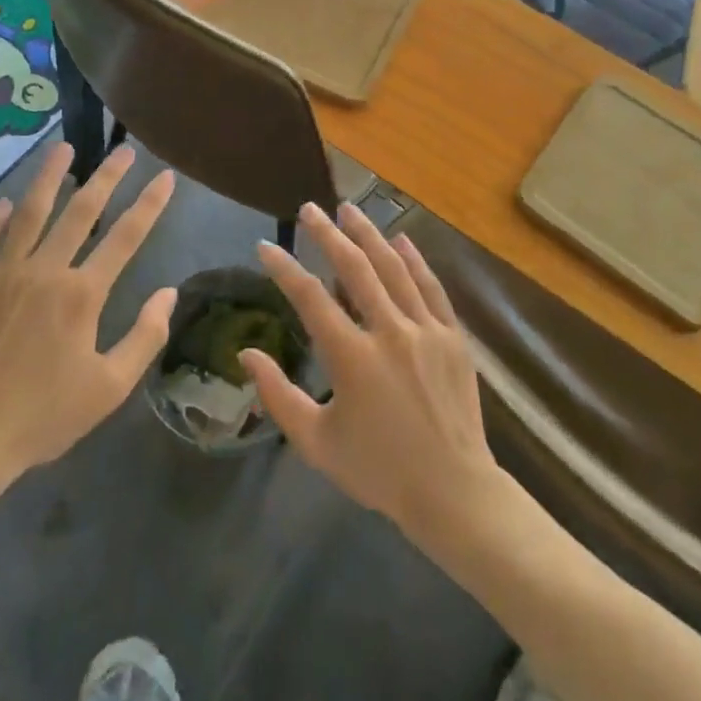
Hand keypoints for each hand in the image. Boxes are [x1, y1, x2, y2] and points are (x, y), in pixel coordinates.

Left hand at [0, 143, 176, 512]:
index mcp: (83, 293)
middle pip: (81, 210)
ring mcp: (3, 273)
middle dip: (107, 176)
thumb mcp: (109, 387)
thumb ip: (145, 336)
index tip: (166, 177)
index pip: (127, 236)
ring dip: (49, 177)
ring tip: (63, 148)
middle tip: (124, 150)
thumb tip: (168, 293)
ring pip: (30, 212)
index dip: (150, 204)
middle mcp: (45, 270)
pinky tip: (4, 204)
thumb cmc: (44, 415)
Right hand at [240, 203, 500, 542]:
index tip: (266, 246)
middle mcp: (389, 332)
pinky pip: (431, 286)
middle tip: (309, 209)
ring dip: (369, 234)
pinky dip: (415, 259)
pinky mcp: (452, 335)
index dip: (284, 268)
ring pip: (393, 268)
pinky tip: (401, 239)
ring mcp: (425, 329)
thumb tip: (247, 353)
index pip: (310, 298)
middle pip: (354, 268)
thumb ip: (277, 395)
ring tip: (349, 209)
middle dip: (328, 234)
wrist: (453, 492)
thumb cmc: (379, 470)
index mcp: (352, 358)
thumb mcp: (316, 442)